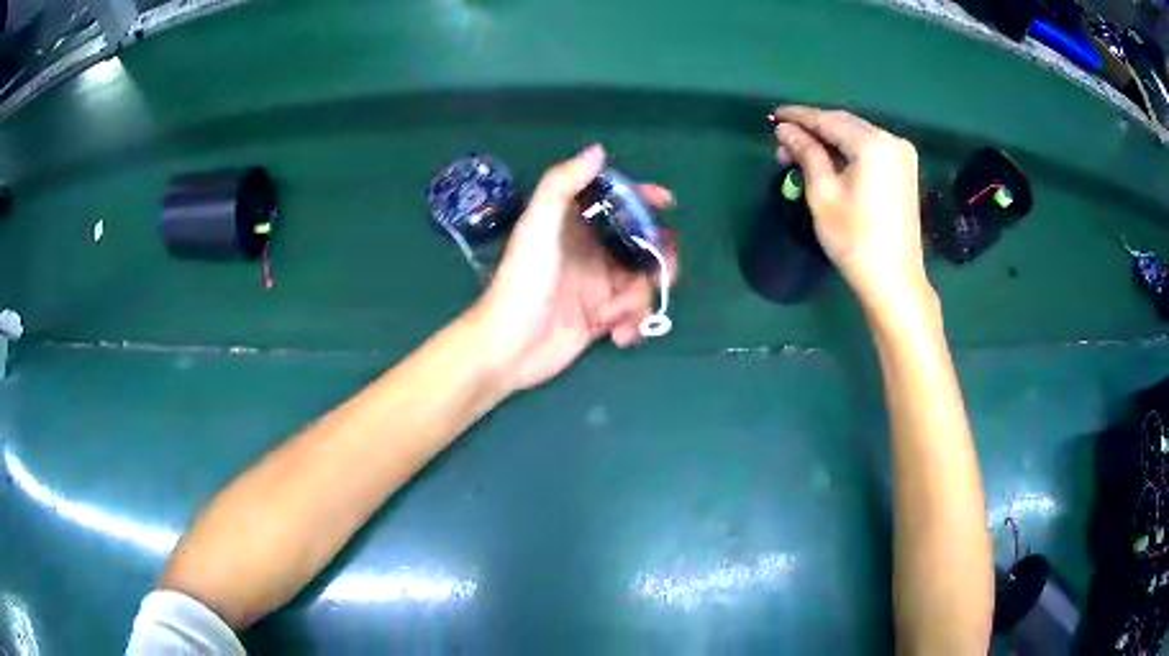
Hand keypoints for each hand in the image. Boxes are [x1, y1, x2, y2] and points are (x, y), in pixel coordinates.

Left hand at [469, 145, 676, 391]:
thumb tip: (597, 151)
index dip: (641, 197)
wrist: (508, 347)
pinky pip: (632, 315)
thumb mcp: (538, 227)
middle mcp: (589, 253)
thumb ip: (562, 185)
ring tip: (621, 316)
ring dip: (642, 300)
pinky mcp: (600, 319)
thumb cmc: (523, 282)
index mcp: (573, 227)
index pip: (613, 202)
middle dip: (658, 260)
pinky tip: (619, 336)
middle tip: (664, 276)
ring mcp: (597, 287)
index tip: (666, 202)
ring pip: (641, 282)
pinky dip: (633, 325)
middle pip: (640, 245)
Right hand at [771, 106, 929, 311]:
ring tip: (800, 155)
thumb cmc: (855, 239)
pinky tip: (828, 162)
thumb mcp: (822, 193)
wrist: (894, 280)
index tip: (773, 115)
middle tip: (782, 142)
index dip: (798, 117)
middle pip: (844, 125)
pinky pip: (870, 151)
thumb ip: (805, 153)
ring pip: (856, 137)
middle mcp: (892, 141)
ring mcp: (902, 156)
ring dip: (828, 142)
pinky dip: (847, 153)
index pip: (827, 120)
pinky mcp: (905, 171)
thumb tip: (785, 129)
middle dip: (812, 130)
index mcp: (873, 143)